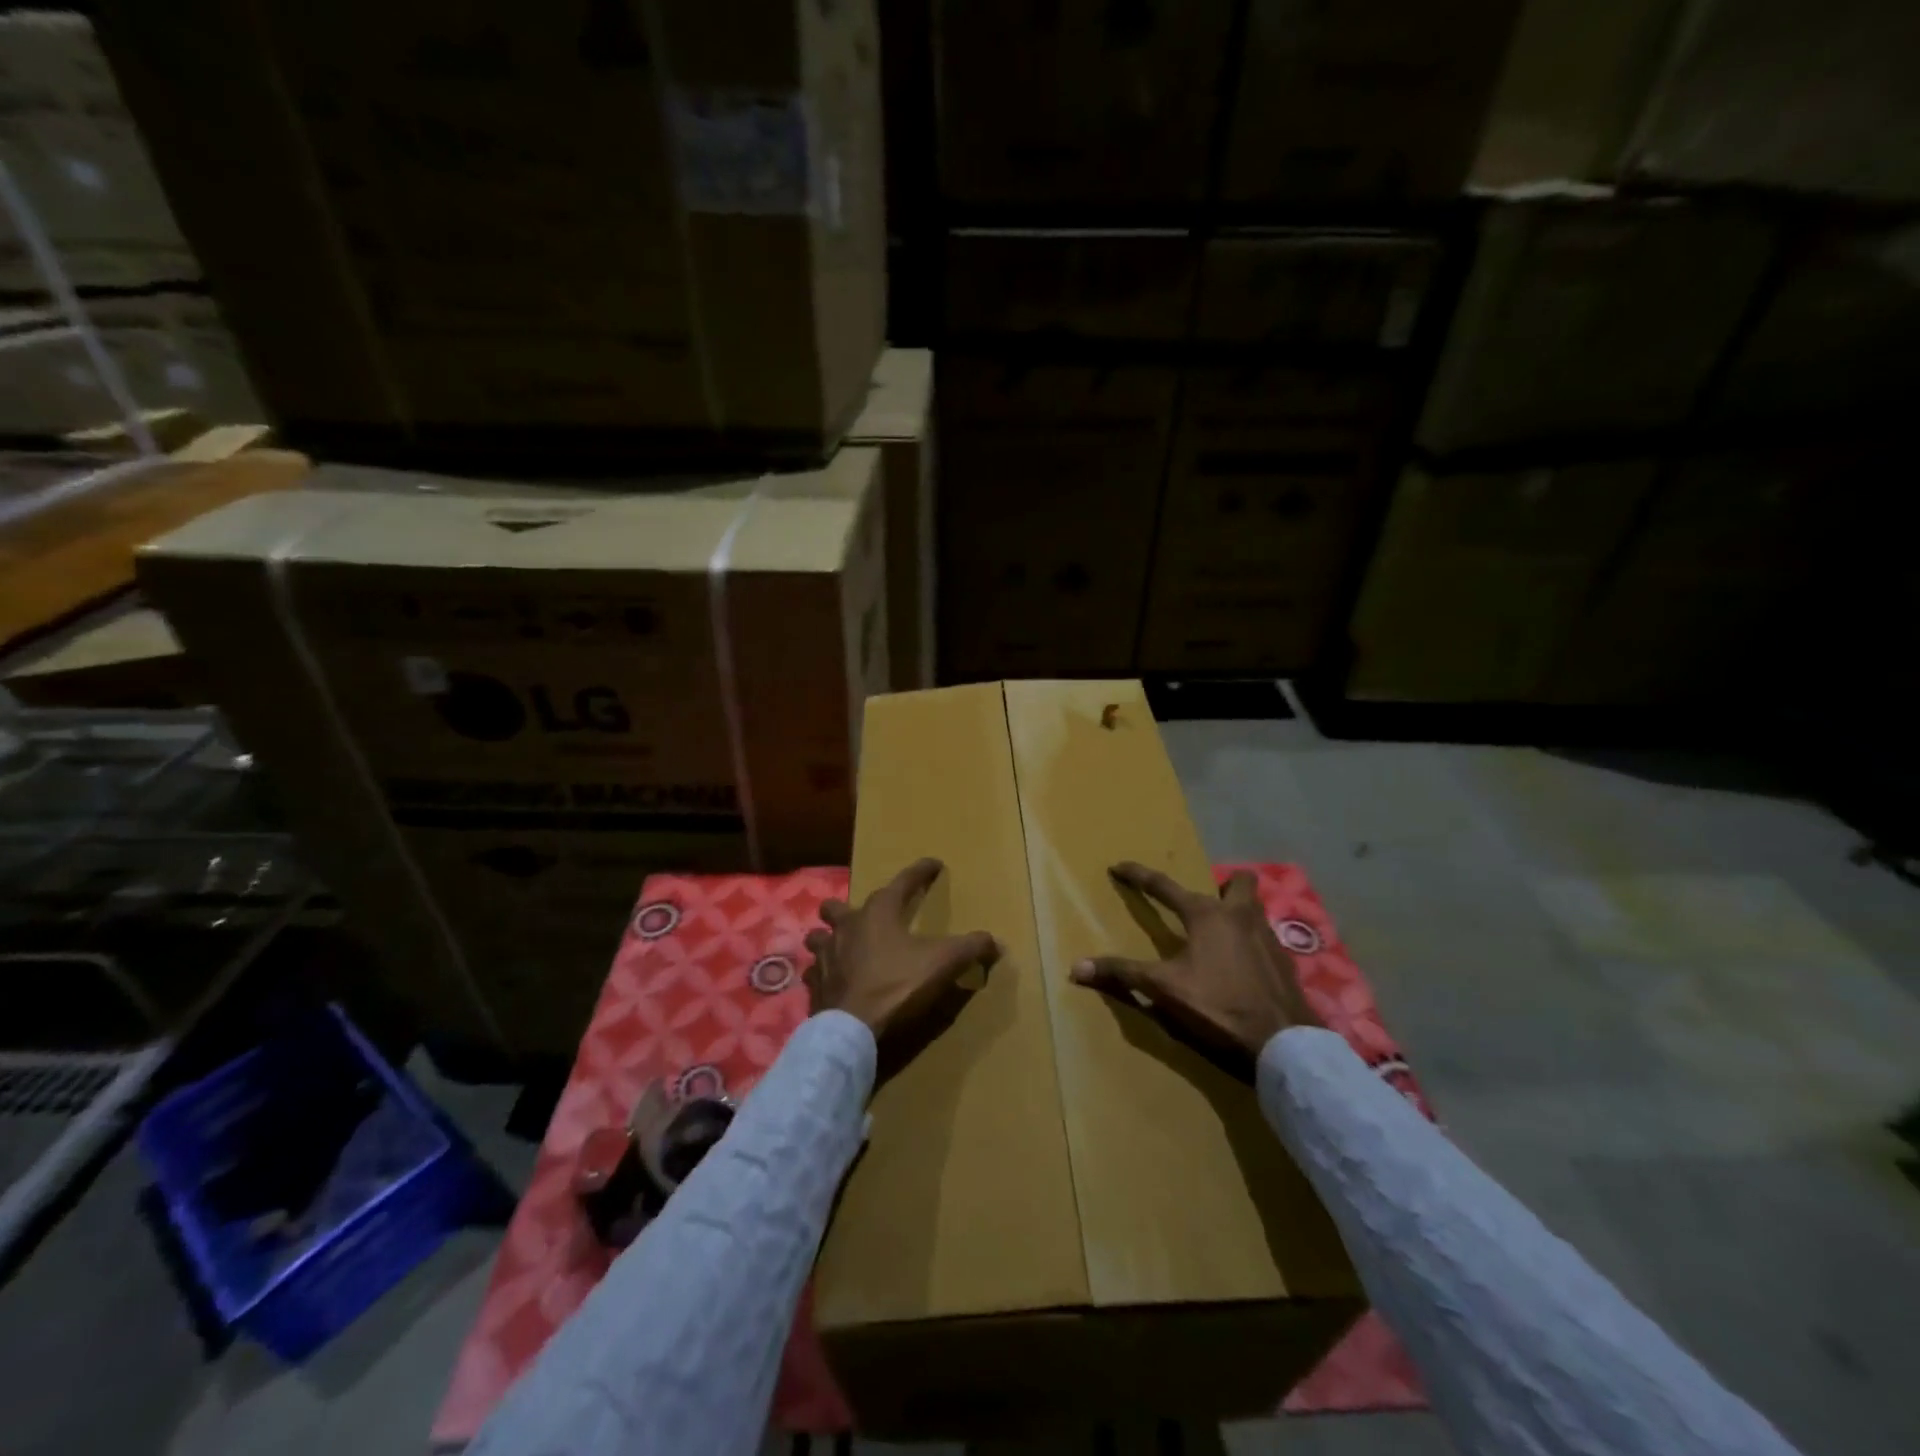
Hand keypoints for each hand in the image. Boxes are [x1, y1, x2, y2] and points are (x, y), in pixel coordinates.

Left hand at [804, 858, 998, 1057]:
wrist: (852, 1030)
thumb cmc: (897, 985)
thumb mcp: (942, 964)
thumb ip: (970, 948)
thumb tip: (995, 942)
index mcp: (878, 913)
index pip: (902, 882)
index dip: (920, 872)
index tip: (933, 864)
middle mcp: (847, 927)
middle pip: (838, 907)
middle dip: (847, 907)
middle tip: (862, 915)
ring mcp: (826, 956)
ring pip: (819, 937)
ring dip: (827, 938)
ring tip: (838, 945)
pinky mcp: (815, 985)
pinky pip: (815, 971)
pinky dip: (823, 972)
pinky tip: (831, 979)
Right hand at [1071, 862, 1319, 1068]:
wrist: (1282, 1041)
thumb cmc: (1218, 1004)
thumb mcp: (1164, 989)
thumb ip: (1123, 973)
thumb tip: (1076, 967)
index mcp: (1206, 915)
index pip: (1164, 886)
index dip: (1138, 876)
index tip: (1119, 866)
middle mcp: (1240, 915)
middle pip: (1239, 883)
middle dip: (1223, 886)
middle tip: (1203, 906)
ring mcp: (1268, 937)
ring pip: (1256, 909)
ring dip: (1239, 913)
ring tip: (1221, 935)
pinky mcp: (1285, 962)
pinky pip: (1265, 939)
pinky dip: (1252, 944)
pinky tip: (1242, 967)